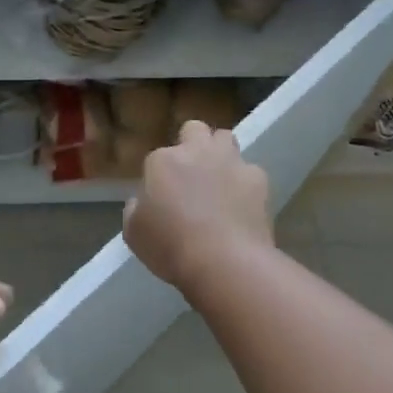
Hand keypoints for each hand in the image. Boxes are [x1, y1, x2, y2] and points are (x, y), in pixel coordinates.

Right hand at [122, 120, 273, 291]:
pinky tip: (242, 205)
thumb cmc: (171, 248)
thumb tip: (144, 202)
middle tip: (191, 174)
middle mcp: (196, 151)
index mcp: (162, 161)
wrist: (225, 263)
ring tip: (219, 182)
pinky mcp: (258, 179)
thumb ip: (136, 209)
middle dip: (192, 144)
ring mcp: (230, 161)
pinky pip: (250, 172)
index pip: (157, 158)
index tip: (162, 199)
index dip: (160, 177)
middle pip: (194, 129)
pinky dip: (245, 184)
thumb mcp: (134, 233)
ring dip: (221, 154)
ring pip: (225, 139)